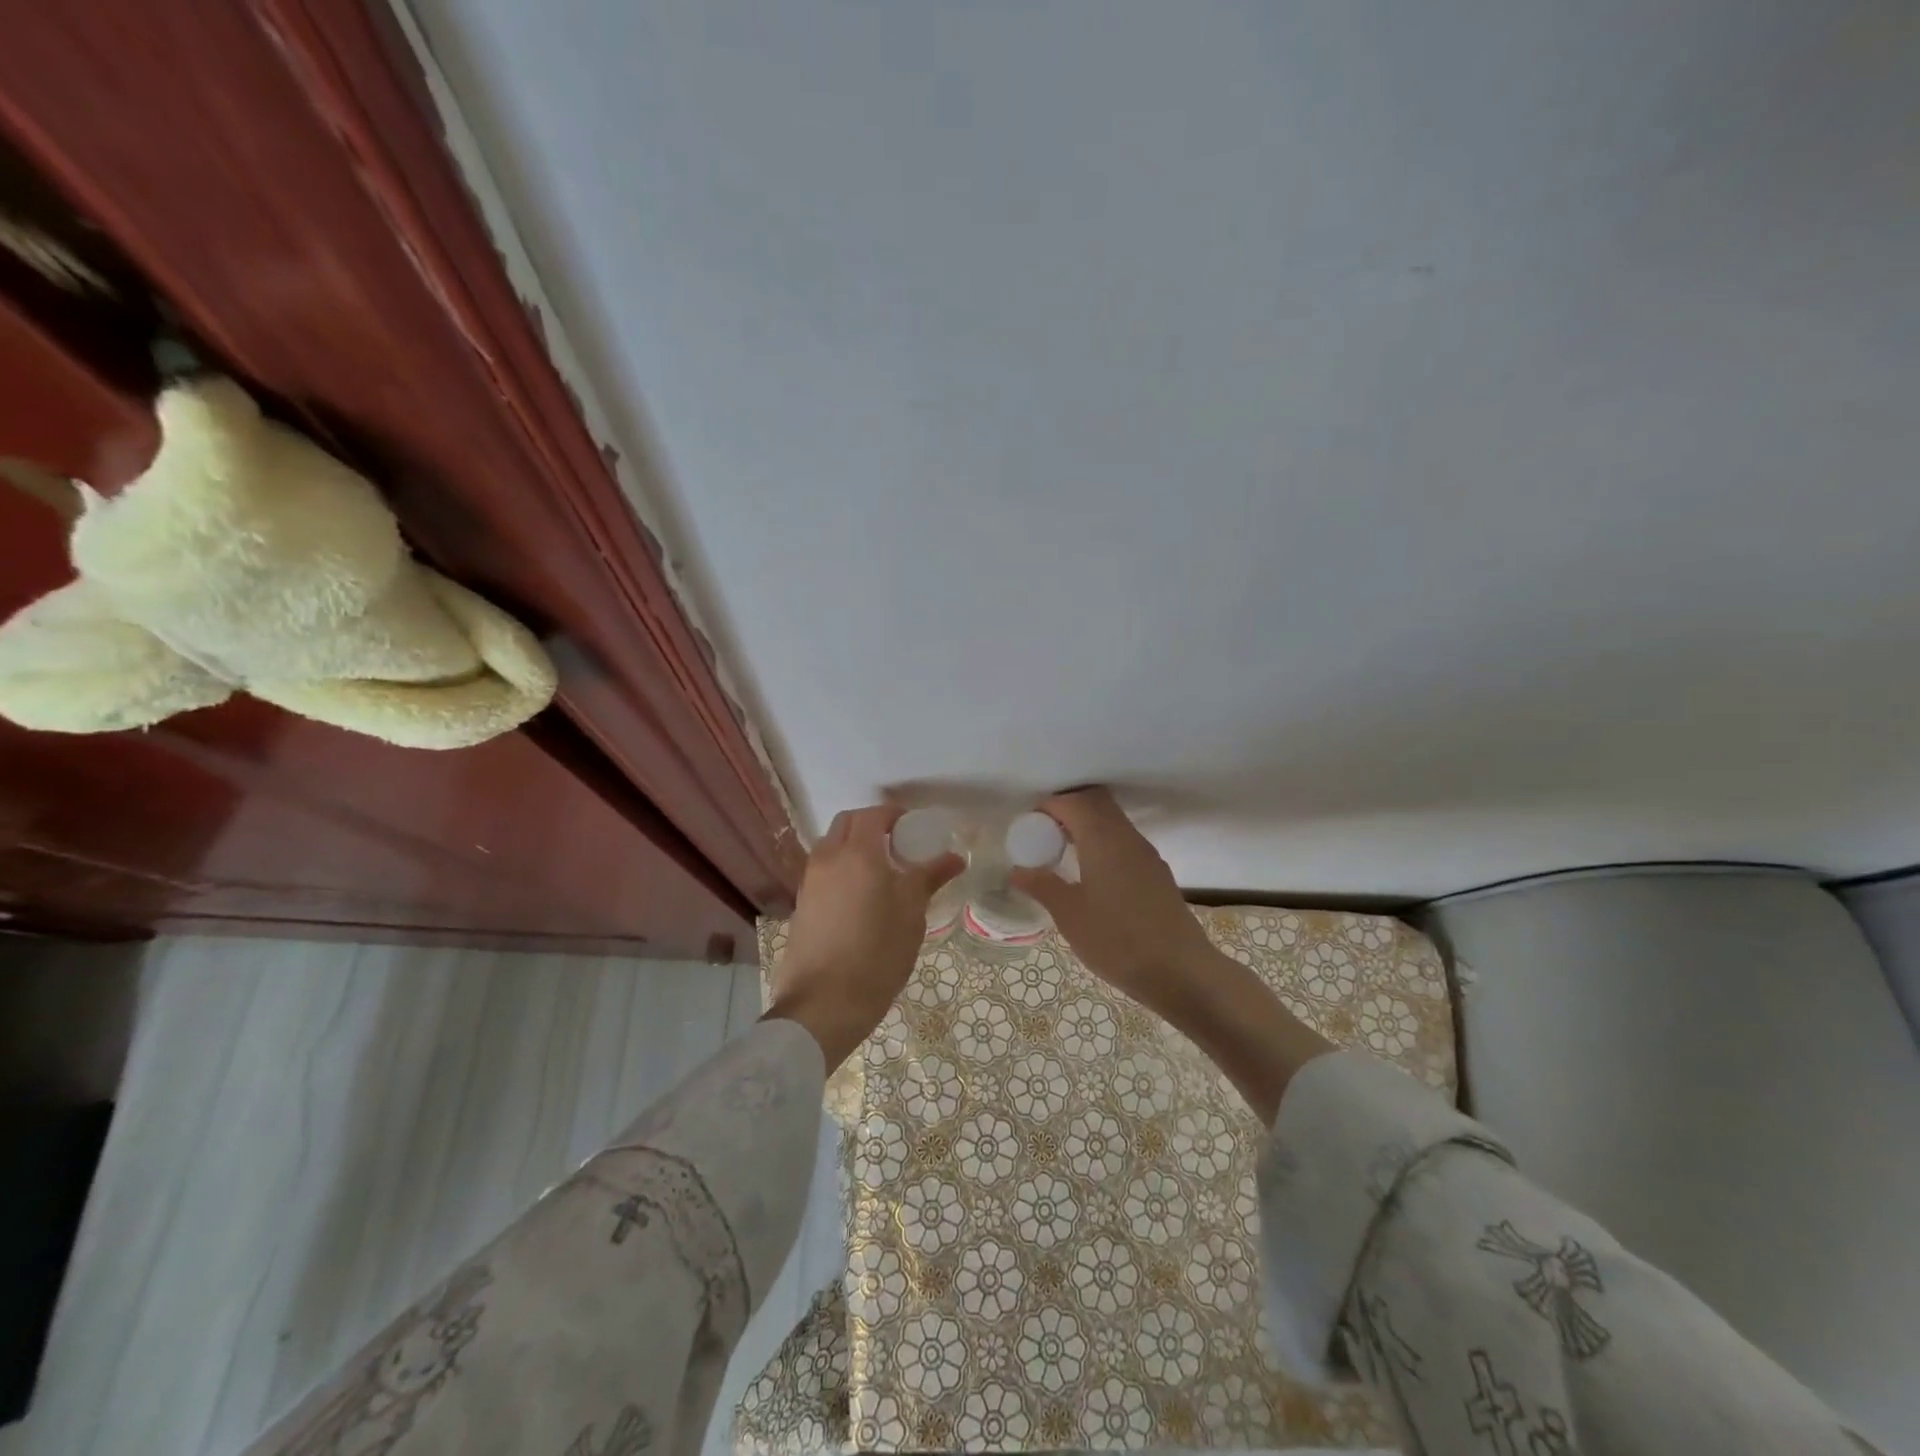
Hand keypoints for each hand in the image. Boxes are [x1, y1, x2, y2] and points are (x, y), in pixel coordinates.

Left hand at [764, 804, 963, 1070]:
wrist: (824, 1005)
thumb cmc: (877, 954)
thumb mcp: (912, 914)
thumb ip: (930, 877)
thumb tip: (956, 857)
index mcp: (857, 854)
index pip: (874, 815)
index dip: (895, 815)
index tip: (915, 827)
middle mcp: (828, 859)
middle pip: (846, 823)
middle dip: (871, 824)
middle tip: (898, 843)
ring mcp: (809, 882)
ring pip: (830, 845)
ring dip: (853, 845)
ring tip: (880, 870)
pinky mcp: (801, 905)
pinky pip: (822, 870)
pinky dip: (841, 867)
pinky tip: (860, 895)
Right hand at [1008, 787, 1218, 1021]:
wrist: (1179, 971)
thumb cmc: (1117, 940)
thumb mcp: (1069, 915)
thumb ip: (1042, 886)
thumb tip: (1018, 870)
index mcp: (1103, 838)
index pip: (1073, 802)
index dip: (1048, 806)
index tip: (1029, 826)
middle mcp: (1127, 836)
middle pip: (1097, 802)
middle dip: (1069, 808)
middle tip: (1045, 833)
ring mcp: (1147, 854)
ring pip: (1114, 820)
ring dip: (1088, 825)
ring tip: (1065, 853)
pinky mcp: (1157, 872)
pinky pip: (1125, 841)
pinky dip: (1104, 843)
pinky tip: (1093, 875)